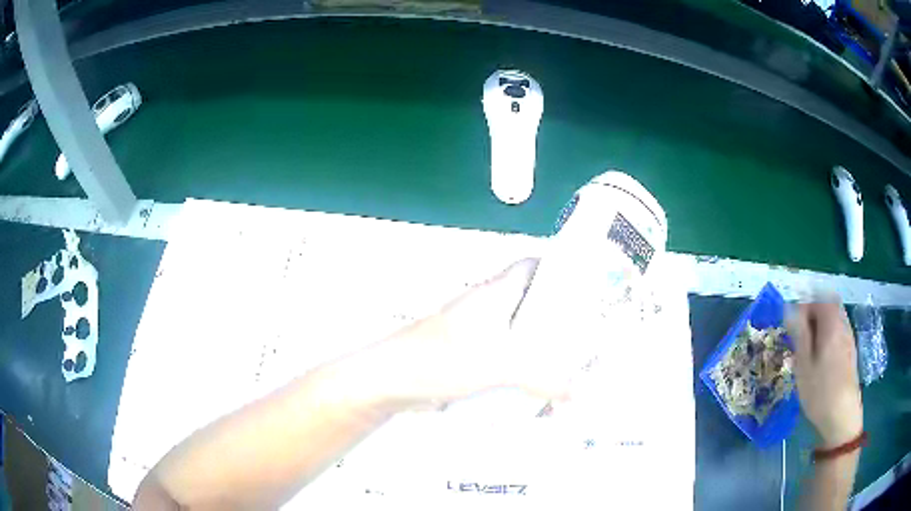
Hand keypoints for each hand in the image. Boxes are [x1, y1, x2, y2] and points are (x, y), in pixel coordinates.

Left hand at [370, 258, 570, 407]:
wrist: (391, 379)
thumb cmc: (443, 359)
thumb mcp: (499, 365)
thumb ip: (541, 377)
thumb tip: (577, 392)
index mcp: (495, 293)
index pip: (531, 266)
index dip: (557, 269)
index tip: (584, 287)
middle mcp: (487, 308)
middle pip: (529, 303)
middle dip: (556, 318)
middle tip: (585, 336)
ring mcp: (476, 333)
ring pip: (517, 333)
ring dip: (538, 348)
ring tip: (567, 366)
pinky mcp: (468, 357)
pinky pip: (503, 357)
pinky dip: (520, 368)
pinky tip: (534, 388)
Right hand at [789, 301, 862, 448]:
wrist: (842, 416)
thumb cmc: (820, 392)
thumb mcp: (804, 365)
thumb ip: (799, 334)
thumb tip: (789, 309)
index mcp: (831, 324)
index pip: (818, 299)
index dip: (803, 307)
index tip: (791, 325)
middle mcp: (843, 324)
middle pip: (829, 304)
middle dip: (813, 314)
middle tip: (800, 335)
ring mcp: (849, 337)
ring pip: (834, 318)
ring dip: (821, 325)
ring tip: (809, 348)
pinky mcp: (850, 351)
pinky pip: (838, 331)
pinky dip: (828, 335)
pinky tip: (821, 358)